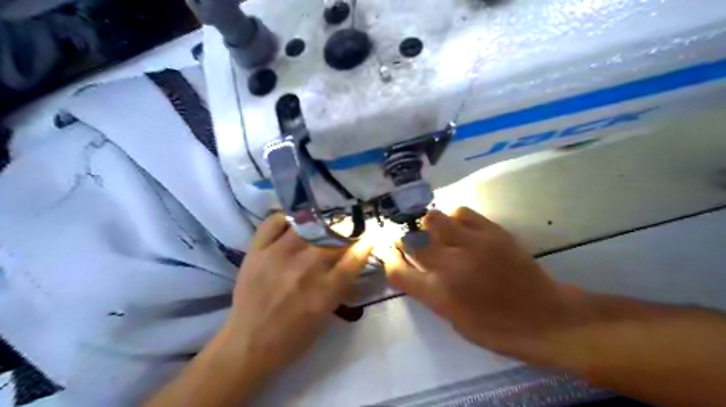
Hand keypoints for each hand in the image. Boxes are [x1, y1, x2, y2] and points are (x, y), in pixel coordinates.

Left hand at [221, 214, 370, 375]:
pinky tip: (294, 222)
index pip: (354, 257)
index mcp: (325, 290)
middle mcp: (305, 268)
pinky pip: (274, 221)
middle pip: (334, 237)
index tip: (369, 236)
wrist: (248, 343)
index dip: (365, 243)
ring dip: (320, 221)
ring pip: (308, 224)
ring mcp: (279, 255)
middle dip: (346, 230)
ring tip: (323, 222)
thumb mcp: (326, 317)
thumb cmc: (292, 338)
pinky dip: (287, 217)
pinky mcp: (258, 250)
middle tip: (347, 228)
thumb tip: (353, 261)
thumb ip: (341, 288)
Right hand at [385, 208, 582, 363]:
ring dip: (429, 226)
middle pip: (412, 241)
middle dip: (407, 241)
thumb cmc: (497, 329)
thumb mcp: (454, 320)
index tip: (390, 254)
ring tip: (437, 233)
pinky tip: (460, 228)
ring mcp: (471, 245)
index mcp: (438, 295)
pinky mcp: (492, 231)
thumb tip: (415, 270)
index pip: (398, 271)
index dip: (389, 260)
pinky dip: (455, 218)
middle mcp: (449, 266)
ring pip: (433, 219)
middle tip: (413, 242)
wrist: (545, 317)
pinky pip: (461, 212)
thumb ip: (430, 293)